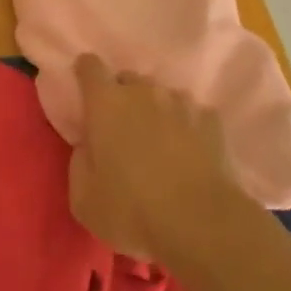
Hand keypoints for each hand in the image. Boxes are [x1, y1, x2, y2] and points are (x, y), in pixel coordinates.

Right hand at [68, 53, 240, 263]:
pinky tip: (190, 153)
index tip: (86, 93)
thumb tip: (88, 147)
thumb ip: (79, 163)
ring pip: (161, 95)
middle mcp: (143, 91)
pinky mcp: (211, 119)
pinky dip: (187, 127)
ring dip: (156, 111)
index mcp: (106, 103)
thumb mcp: (84, 200)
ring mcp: (180, 102)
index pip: (90, 66)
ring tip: (160, 143)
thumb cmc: (132, 211)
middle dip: (122, 97)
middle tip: (123, 131)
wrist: (200, 224)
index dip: (85, 74)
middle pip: (128, 79)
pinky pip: (192, 114)